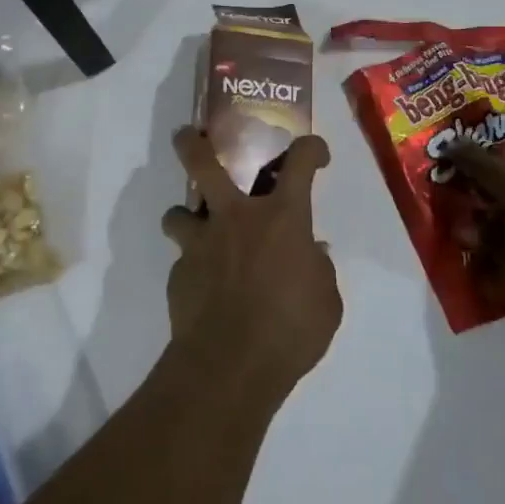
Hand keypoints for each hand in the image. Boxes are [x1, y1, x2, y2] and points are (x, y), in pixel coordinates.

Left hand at [161, 129, 341, 395]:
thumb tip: (311, 253)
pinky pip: (184, 260)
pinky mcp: (179, 274)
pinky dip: (194, 267)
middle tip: (189, 136)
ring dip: (186, 217)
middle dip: (193, 144)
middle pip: (205, 163)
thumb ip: (318, 269)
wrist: (230, 367)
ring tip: (196, 231)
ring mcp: (201, 243)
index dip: (310, 149)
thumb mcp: (326, 301)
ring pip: (178, 212)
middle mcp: (236, 217)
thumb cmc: (291, 330)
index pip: (300, 162)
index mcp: (282, 217)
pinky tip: (205, 290)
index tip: (314, 152)